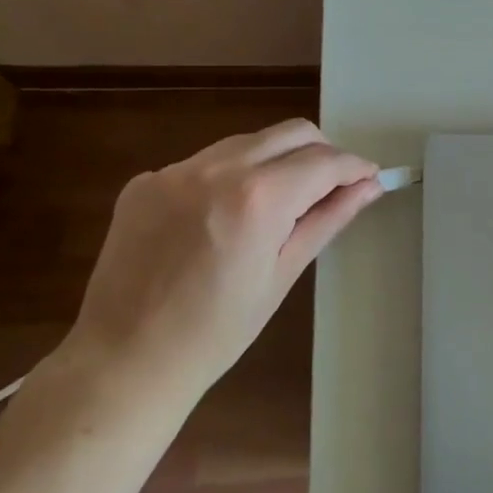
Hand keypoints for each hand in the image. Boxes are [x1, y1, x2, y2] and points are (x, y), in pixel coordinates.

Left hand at [60, 119, 380, 406]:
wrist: (123, 360)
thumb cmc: (216, 332)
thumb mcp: (283, 274)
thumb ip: (327, 219)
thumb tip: (369, 186)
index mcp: (257, 198)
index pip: (324, 161)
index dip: (354, 167)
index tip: (369, 178)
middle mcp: (215, 168)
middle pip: (290, 133)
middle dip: (322, 153)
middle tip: (331, 188)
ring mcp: (174, 170)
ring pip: (248, 142)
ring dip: (277, 160)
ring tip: (280, 204)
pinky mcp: (145, 181)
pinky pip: (206, 162)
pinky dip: (231, 176)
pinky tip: (225, 218)